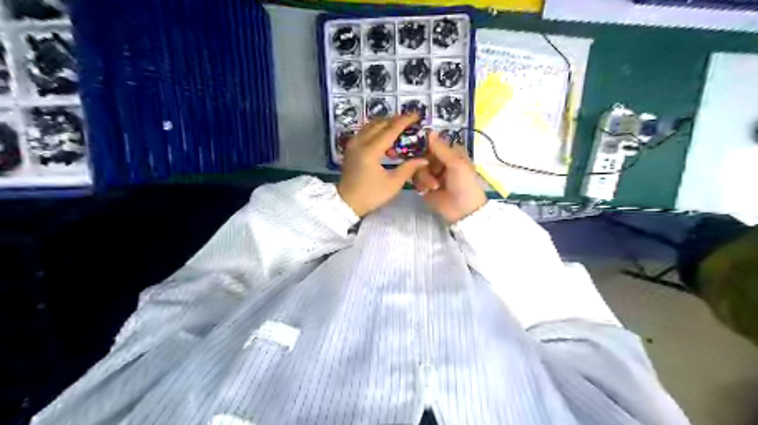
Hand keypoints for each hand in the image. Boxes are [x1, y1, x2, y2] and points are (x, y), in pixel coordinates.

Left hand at [341, 114, 429, 216]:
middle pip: (380, 123)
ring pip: (371, 126)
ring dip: (386, 125)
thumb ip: (409, 168)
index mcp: (370, 150)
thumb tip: (424, 159)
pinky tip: (386, 141)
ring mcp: (353, 144)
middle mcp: (360, 142)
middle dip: (396, 121)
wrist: (346, 203)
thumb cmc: (370, 195)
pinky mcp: (351, 148)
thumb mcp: (393, 184)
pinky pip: (365, 132)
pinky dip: (377, 131)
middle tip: (410, 123)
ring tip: (399, 132)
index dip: (405, 121)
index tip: (417, 115)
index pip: (390, 130)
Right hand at [413, 131, 488, 223]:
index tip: (417, 144)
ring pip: (418, 167)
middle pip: (423, 154)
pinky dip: (421, 184)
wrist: (463, 210)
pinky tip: (428, 190)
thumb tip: (429, 131)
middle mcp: (440, 161)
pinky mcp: (425, 186)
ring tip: (434, 186)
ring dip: (425, 176)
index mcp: (451, 153)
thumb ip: (441, 148)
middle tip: (428, 168)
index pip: (434, 142)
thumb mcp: (456, 163)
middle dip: (424, 163)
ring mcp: (432, 174)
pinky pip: (416, 179)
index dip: (426, 143)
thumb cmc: (464, 183)